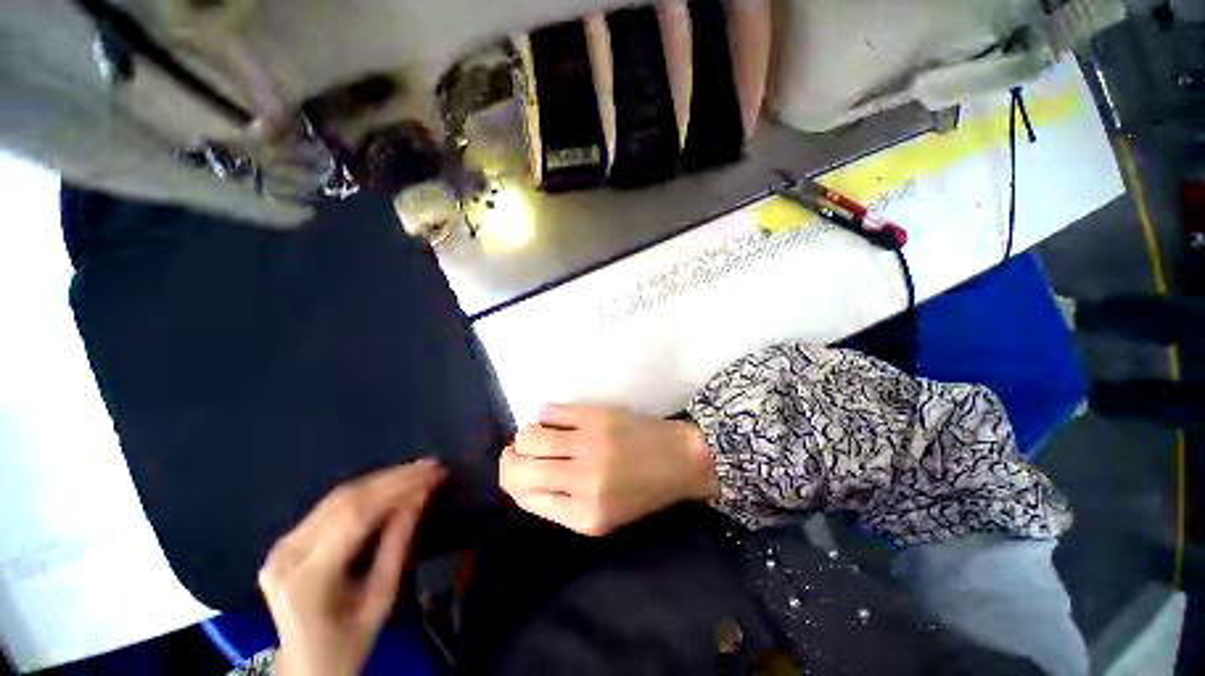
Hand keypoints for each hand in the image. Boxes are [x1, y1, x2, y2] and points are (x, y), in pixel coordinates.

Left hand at [258, 460, 445, 675]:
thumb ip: (398, 546)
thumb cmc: (348, 642)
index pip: (357, 516)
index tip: (434, 473)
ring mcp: (281, 547)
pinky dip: (366, 491)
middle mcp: (287, 555)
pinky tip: (390, 484)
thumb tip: (420, 497)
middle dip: (394, 478)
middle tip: (431, 465)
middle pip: (345, 500)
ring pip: (337, 497)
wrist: (306, 666)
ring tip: (418, 469)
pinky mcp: (285, 543)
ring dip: (382, 479)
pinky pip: (330, 507)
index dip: (399, 488)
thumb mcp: (381, 600)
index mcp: (308, 578)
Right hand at [499, 405, 716, 535]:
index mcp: (583, 515)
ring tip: (539, 434)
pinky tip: (556, 419)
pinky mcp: (597, 416)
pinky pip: (551, 411)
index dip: (512, 480)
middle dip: (511, 457)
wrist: (679, 459)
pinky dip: (546, 415)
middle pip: (518, 467)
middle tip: (520, 451)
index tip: (517, 468)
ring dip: (526, 435)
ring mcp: (589, 444)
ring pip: (529, 435)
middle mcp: (582, 481)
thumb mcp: (601, 516)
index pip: (523, 496)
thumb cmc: (642, 491)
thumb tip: (524, 476)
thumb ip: (560, 504)